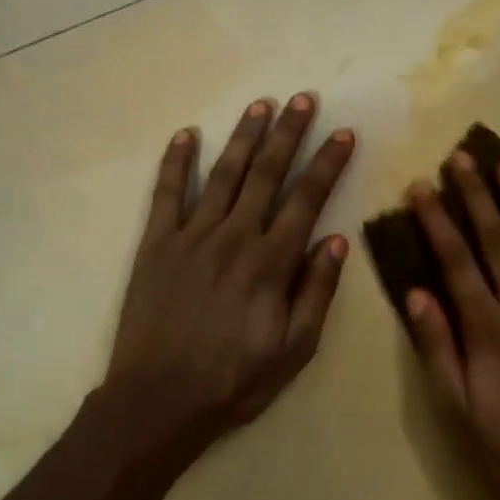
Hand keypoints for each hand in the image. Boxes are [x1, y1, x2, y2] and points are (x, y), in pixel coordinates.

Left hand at [93, 94, 354, 473]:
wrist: (157, 402)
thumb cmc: (235, 380)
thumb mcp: (295, 349)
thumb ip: (316, 292)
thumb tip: (337, 241)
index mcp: (271, 263)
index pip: (307, 200)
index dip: (328, 163)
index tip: (343, 134)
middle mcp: (234, 238)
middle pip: (267, 174)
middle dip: (288, 133)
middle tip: (304, 98)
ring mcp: (191, 237)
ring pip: (224, 175)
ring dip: (243, 137)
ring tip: (260, 104)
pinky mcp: (156, 245)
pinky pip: (167, 195)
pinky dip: (176, 163)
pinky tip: (187, 135)